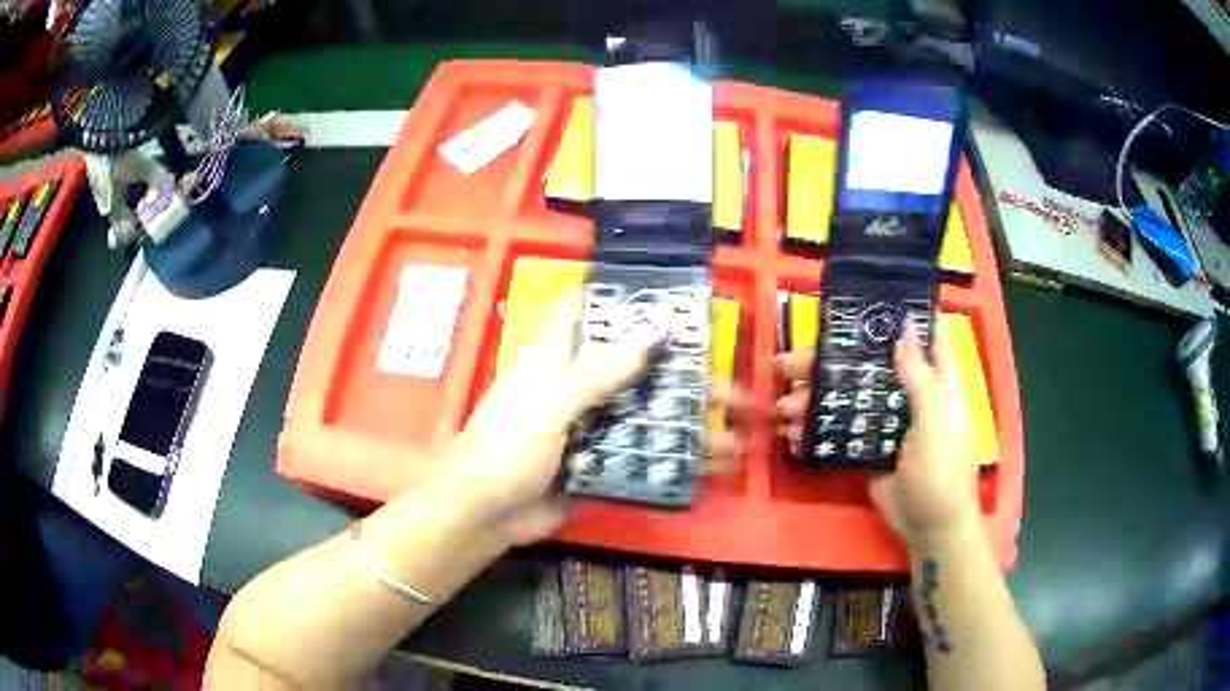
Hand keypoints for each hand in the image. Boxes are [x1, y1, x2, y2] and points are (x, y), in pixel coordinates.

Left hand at [441, 300, 747, 545]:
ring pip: (645, 414)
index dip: (628, 306)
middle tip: (726, 386)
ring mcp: (591, 428)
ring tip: (734, 430)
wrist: (482, 516)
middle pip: (635, 371)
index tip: (675, 304)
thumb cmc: (504, 449)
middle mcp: (578, 388)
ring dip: (686, 421)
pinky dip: (674, 458)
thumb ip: (597, 374)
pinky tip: (712, 465)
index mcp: (556, 360)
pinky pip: (642, 454)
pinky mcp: (599, 463)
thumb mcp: (547, 406)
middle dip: (680, 376)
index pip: (592, 317)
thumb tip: (653, 333)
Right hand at [774, 331, 979, 547]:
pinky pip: (839, 432)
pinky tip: (792, 433)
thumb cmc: (942, 471)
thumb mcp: (935, 422)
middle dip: (829, 360)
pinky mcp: (867, 449)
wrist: (929, 528)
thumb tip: (904, 328)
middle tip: (788, 361)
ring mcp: (885, 423)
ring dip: (814, 398)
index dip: (899, 313)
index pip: (922, 335)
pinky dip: (816, 430)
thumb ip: (920, 378)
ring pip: (847, 398)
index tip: (864, 298)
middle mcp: (908, 395)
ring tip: (783, 405)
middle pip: (868, 366)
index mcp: (933, 381)